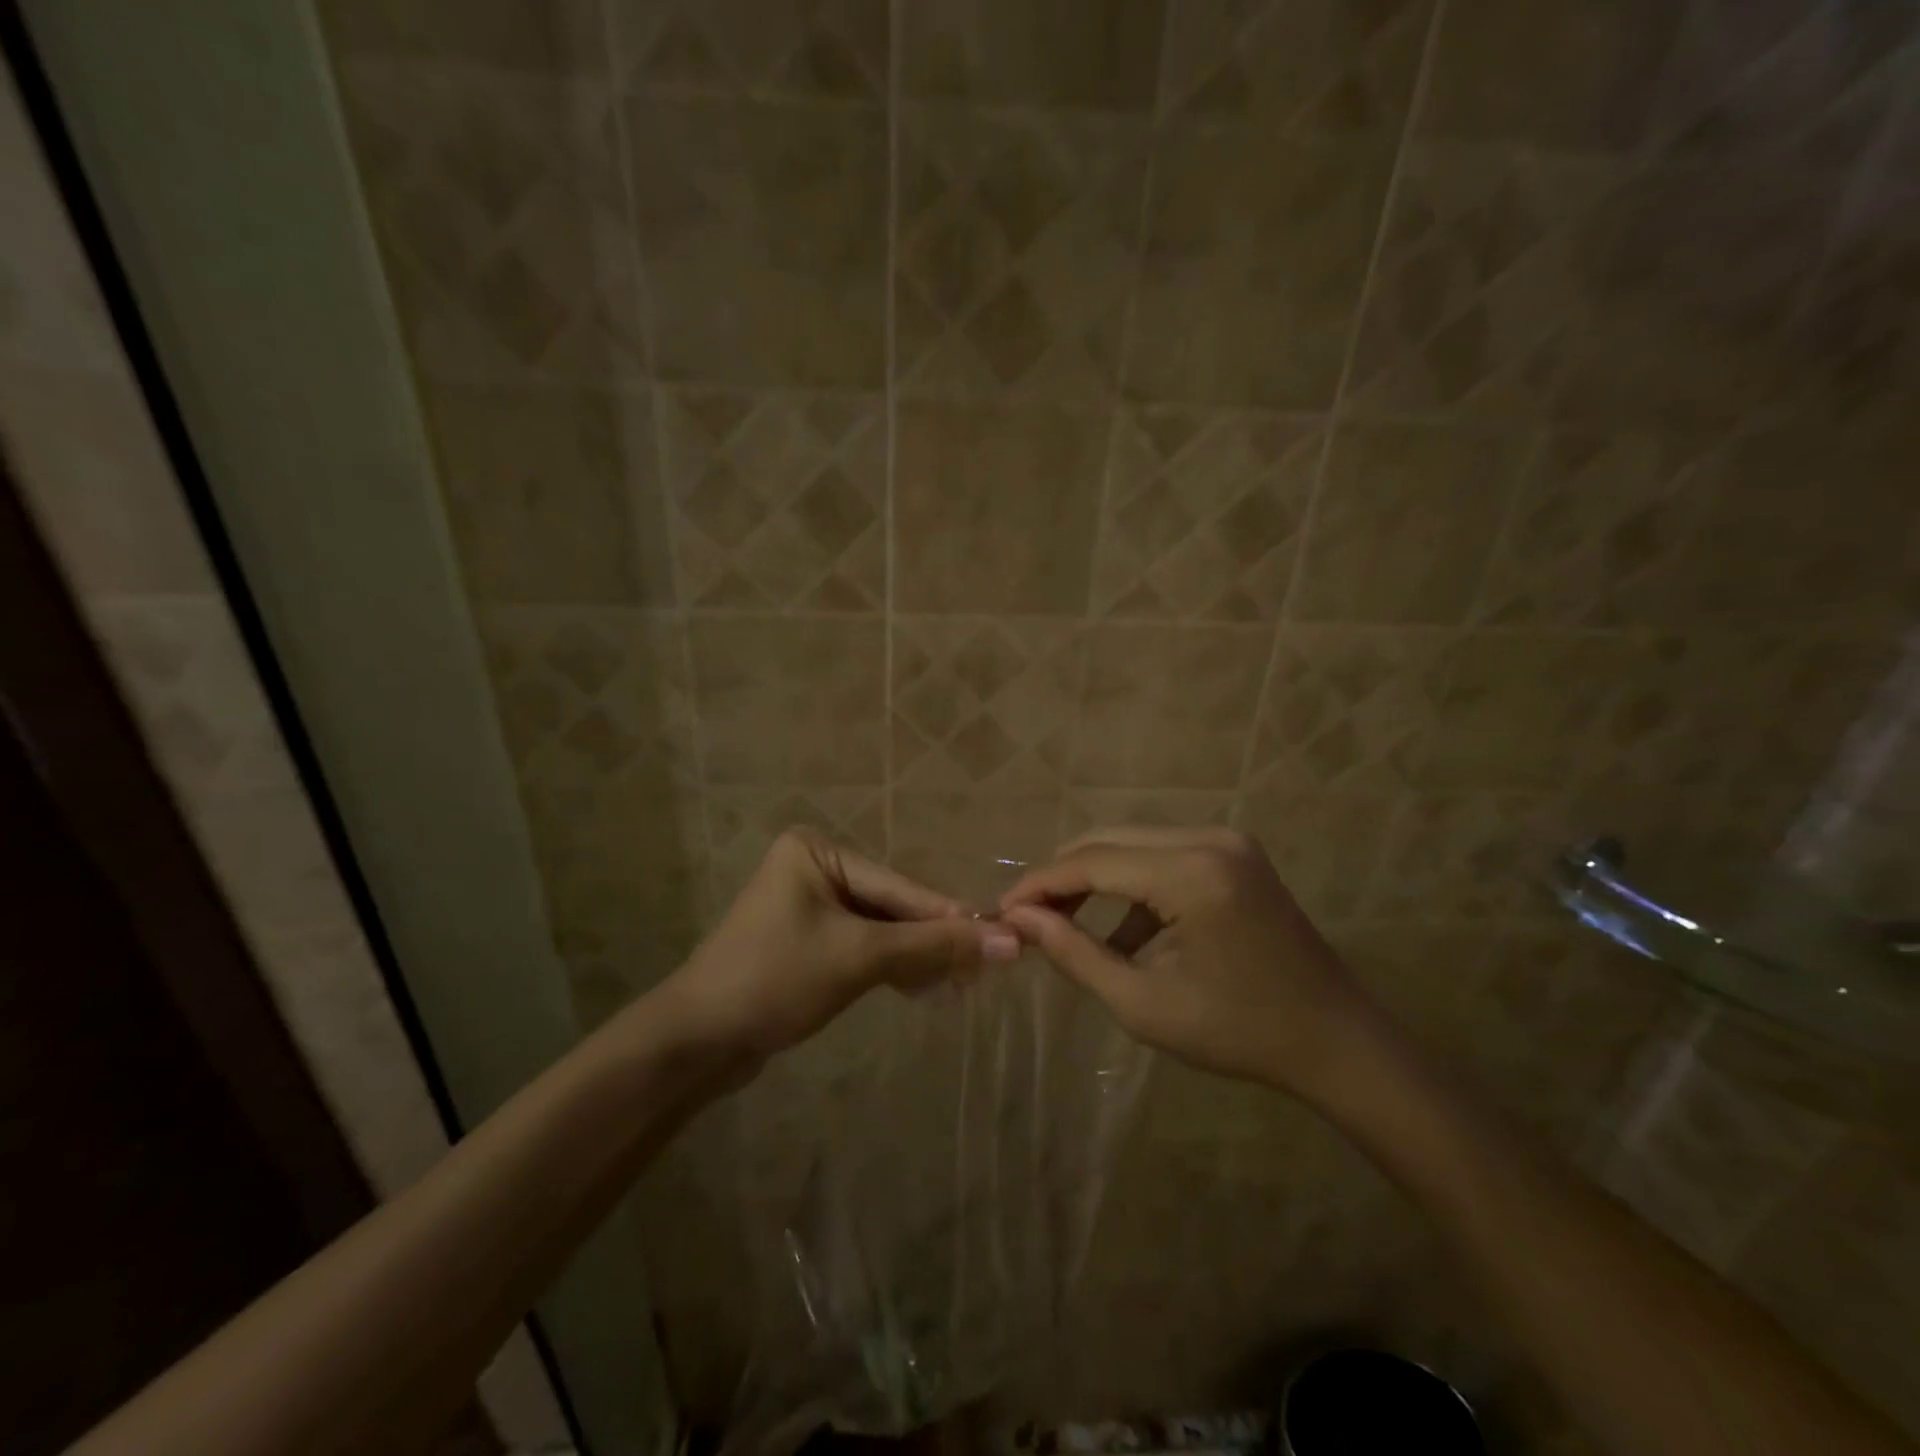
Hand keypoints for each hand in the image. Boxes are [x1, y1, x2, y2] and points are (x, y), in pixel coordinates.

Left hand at [658, 828, 1019, 1063]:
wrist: (694, 1044)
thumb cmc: (774, 980)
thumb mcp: (859, 958)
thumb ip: (932, 947)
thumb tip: (1008, 941)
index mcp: (817, 852)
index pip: (899, 886)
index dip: (950, 917)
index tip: (1002, 937)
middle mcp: (813, 869)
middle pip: (891, 907)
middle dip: (932, 942)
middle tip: (983, 972)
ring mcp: (808, 907)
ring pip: (880, 930)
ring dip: (916, 959)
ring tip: (958, 987)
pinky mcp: (806, 943)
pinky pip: (861, 948)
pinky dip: (890, 968)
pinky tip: (921, 989)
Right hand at [1000, 828, 1376, 1098]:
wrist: (1336, 1042)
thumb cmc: (1240, 1032)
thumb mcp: (1144, 1004)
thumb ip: (1075, 954)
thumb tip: (1019, 919)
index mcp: (1193, 873)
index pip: (1092, 861)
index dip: (1040, 884)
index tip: (1001, 910)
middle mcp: (1209, 838)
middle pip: (1108, 840)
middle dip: (1062, 878)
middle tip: (1026, 918)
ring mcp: (1226, 841)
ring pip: (1132, 843)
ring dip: (1093, 880)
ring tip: (1061, 925)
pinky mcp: (1233, 854)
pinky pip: (1162, 856)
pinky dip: (1131, 887)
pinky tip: (1121, 935)